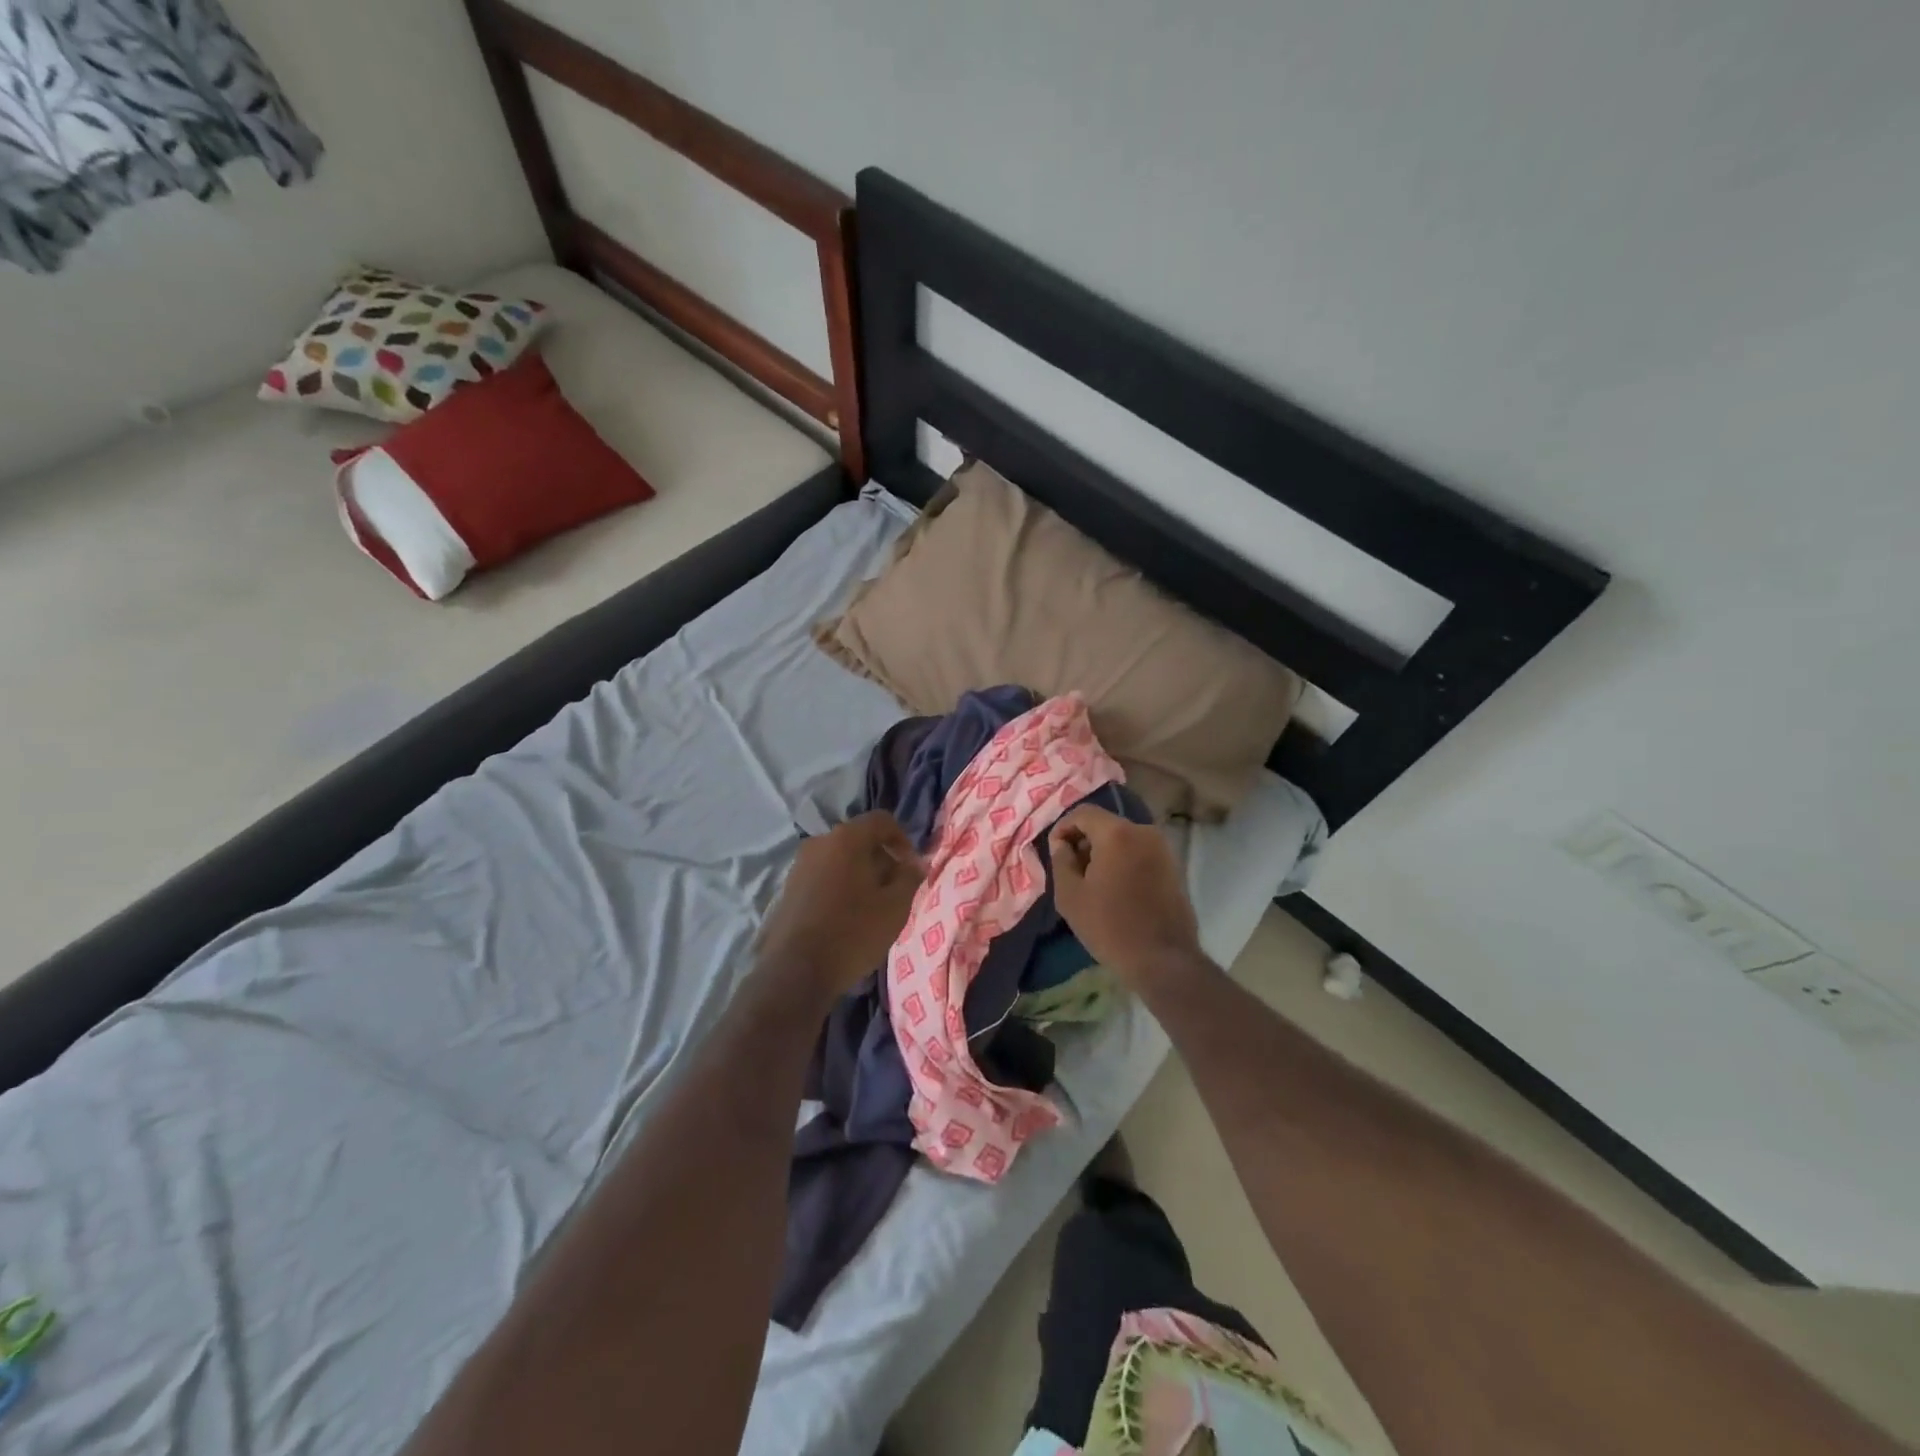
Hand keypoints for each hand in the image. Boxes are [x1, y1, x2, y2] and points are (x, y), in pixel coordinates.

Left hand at [758, 811, 924, 999]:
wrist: (794, 971)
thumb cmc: (853, 932)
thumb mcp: (895, 907)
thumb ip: (910, 878)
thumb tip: (915, 864)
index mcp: (846, 838)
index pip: (882, 820)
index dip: (903, 840)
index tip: (911, 868)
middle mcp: (819, 842)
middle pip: (859, 840)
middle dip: (882, 860)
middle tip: (895, 890)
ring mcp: (799, 865)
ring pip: (840, 859)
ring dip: (860, 875)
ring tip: (872, 907)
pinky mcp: (788, 889)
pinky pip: (823, 877)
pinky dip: (840, 887)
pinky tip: (847, 918)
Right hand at [1049, 804, 1202, 987]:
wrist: (1163, 959)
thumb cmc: (1109, 926)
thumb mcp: (1070, 895)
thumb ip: (1060, 860)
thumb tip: (1061, 844)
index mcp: (1117, 833)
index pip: (1083, 813)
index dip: (1063, 828)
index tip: (1055, 852)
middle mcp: (1143, 831)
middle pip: (1105, 823)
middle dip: (1084, 840)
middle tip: (1071, 868)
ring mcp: (1163, 848)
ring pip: (1123, 838)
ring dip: (1104, 851)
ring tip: (1092, 881)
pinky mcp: (1173, 866)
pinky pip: (1139, 852)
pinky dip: (1123, 860)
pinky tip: (1115, 888)